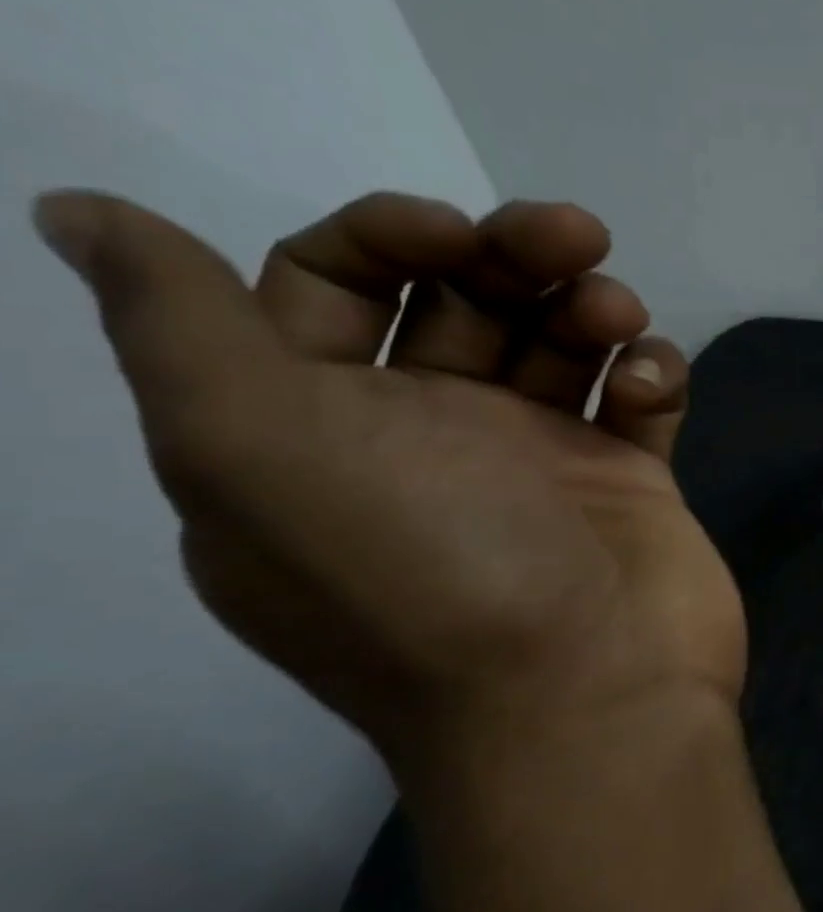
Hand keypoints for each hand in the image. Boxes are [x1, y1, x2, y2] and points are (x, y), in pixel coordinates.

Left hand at [33, 189, 745, 783]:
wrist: (592, 695)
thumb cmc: (432, 575)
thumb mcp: (260, 453)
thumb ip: (178, 328)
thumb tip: (81, 215)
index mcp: (323, 430)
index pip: (331, 288)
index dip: (387, 237)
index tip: (452, 236)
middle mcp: (432, 437)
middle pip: (464, 300)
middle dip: (515, 251)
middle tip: (576, 236)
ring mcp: (542, 459)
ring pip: (562, 339)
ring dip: (594, 305)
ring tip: (620, 321)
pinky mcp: (626, 478)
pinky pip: (636, 395)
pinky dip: (649, 371)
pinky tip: (651, 385)